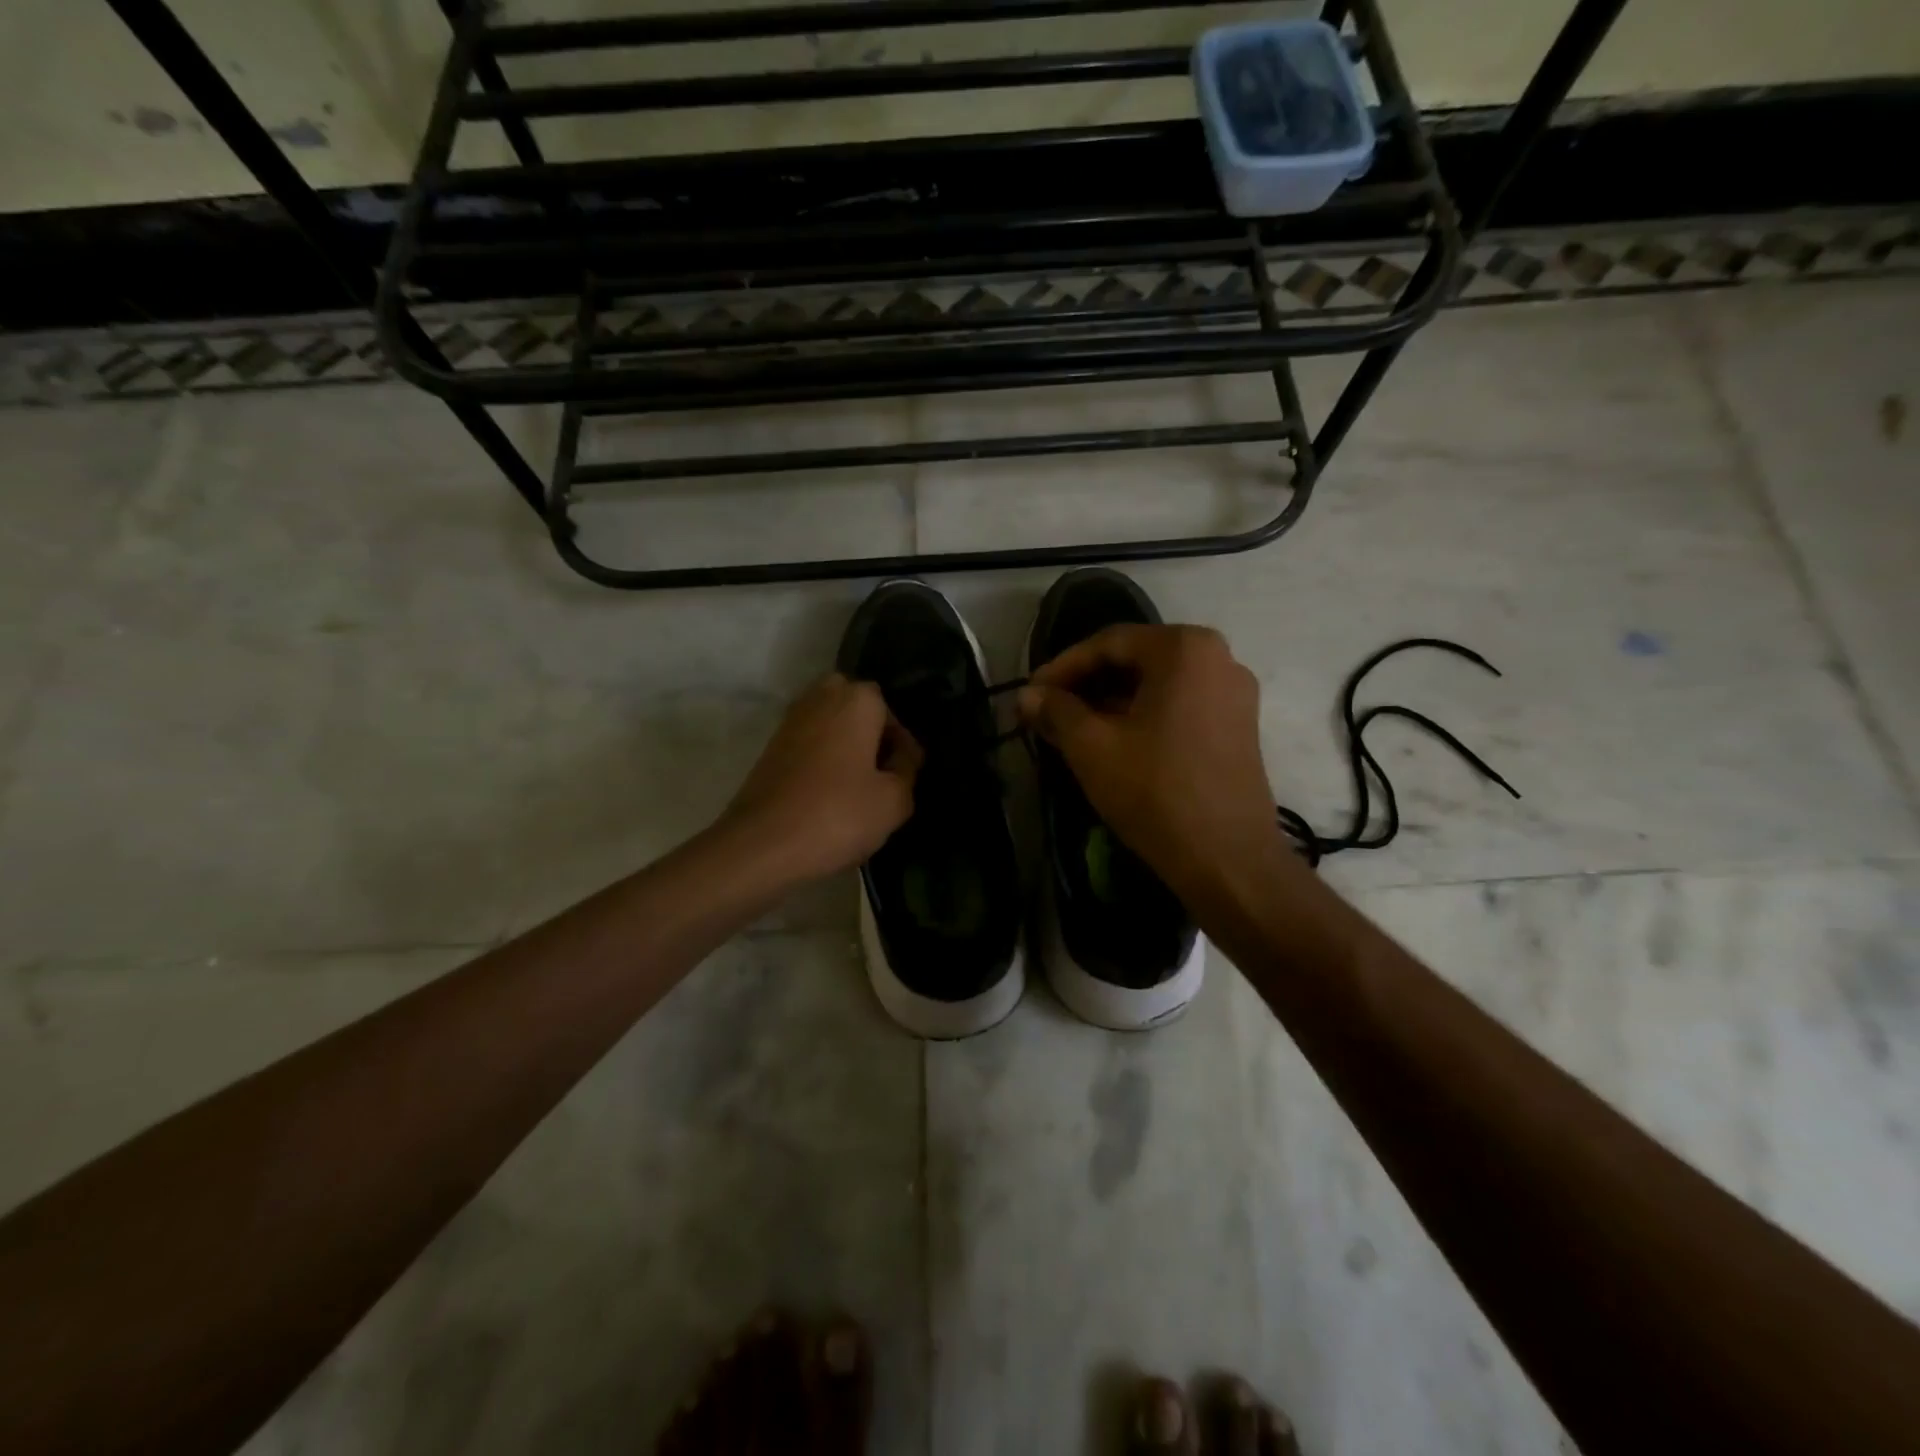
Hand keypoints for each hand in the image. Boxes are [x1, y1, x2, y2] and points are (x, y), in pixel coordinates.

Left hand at [721, 674, 921, 884]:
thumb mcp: (894, 801)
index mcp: (856, 699)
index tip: (905, 779)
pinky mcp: (771, 747)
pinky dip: (822, 763)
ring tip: (857, 793)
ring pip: (833, 729)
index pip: (894, 715)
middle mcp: (821, 697)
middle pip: (859, 713)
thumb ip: (907, 771)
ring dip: (846, 751)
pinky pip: (810, 746)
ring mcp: (791, 720)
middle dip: (872, 739)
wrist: (761, 845)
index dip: (903, 749)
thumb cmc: (837, 815)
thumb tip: (902, 758)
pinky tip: (829, 798)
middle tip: (881, 778)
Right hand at [1017, 624, 1283, 900]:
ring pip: (1158, 683)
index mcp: (1185, 648)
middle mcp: (1218, 657)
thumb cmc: (1155, 791)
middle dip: (1087, 684)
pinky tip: (1114, 741)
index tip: (1031, 693)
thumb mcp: (1092, 747)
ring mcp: (1235, 692)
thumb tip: (1027, 696)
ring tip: (1073, 728)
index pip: (1109, 643)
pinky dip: (1143, 715)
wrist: (1227, 859)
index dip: (1062, 667)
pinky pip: (1180, 704)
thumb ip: (1056, 711)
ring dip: (1112, 701)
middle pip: (1136, 659)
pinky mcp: (1240, 725)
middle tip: (1048, 710)